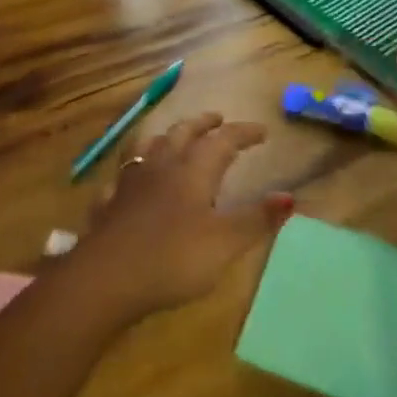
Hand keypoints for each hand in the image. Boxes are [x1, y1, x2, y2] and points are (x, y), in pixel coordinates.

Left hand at [74, 113, 290, 319]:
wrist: (106, 277)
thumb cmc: (173, 258)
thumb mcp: (225, 243)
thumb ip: (257, 219)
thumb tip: (290, 196)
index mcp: (193, 171)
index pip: (222, 141)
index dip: (242, 133)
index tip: (261, 131)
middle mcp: (161, 166)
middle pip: (182, 133)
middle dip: (202, 123)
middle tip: (216, 119)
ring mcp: (129, 182)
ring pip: (148, 146)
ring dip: (165, 136)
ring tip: (172, 137)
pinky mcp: (107, 203)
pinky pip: (120, 176)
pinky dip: (131, 170)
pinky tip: (129, 180)